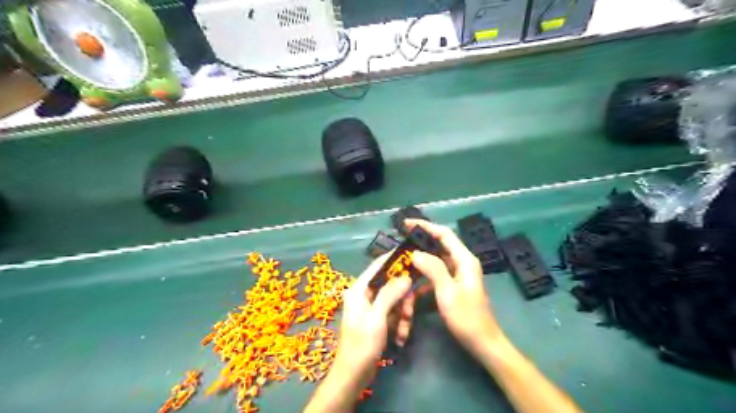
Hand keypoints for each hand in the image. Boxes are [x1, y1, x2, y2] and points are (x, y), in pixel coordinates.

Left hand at [333, 257, 412, 378]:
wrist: (353, 375)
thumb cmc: (362, 344)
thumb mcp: (377, 318)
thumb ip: (390, 294)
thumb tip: (405, 276)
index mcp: (360, 289)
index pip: (378, 265)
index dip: (394, 258)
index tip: (412, 254)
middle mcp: (365, 294)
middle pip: (391, 284)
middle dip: (403, 299)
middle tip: (409, 311)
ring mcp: (372, 307)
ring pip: (396, 300)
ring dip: (403, 315)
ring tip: (403, 332)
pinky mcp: (378, 319)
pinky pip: (394, 314)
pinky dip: (399, 324)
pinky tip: (400, 339)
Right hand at [405, 219, 502, 348]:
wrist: (483, 343)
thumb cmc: (467, 317)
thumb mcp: (447, 292)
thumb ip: (433, 268)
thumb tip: (415, 253)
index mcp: (464, 260)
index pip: (444, 234)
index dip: (426, 226)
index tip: (406, 224)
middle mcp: (462, 263)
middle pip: (439, 246)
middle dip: (420, 244)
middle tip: (400, 243)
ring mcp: (458, 276)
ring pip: (435, 263)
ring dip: (420, 265)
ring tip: (401, 265)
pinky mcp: (454, 287)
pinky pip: (435, 277)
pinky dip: (423, 281)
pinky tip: (411, 290)